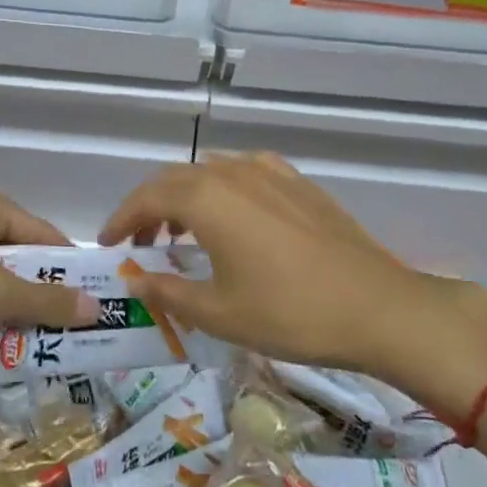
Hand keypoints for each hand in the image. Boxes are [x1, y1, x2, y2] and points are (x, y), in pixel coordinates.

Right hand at [98, 155, 486, 419]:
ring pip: (210, 173)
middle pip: (176, 179)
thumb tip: (136, 279)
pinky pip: (245, 175)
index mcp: (207, 198)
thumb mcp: (219, 313)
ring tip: (181, 234)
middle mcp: (234, 173)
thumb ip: (169, 290)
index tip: (108, 245)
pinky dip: (222, 192)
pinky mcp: (299, 183)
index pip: (147, 197)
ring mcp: (271, 173)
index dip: (121, 219)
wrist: (378, 307)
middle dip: (150, 207)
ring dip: (186, 198)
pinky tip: (233, 221)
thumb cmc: (290, 313)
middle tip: (141, 243)